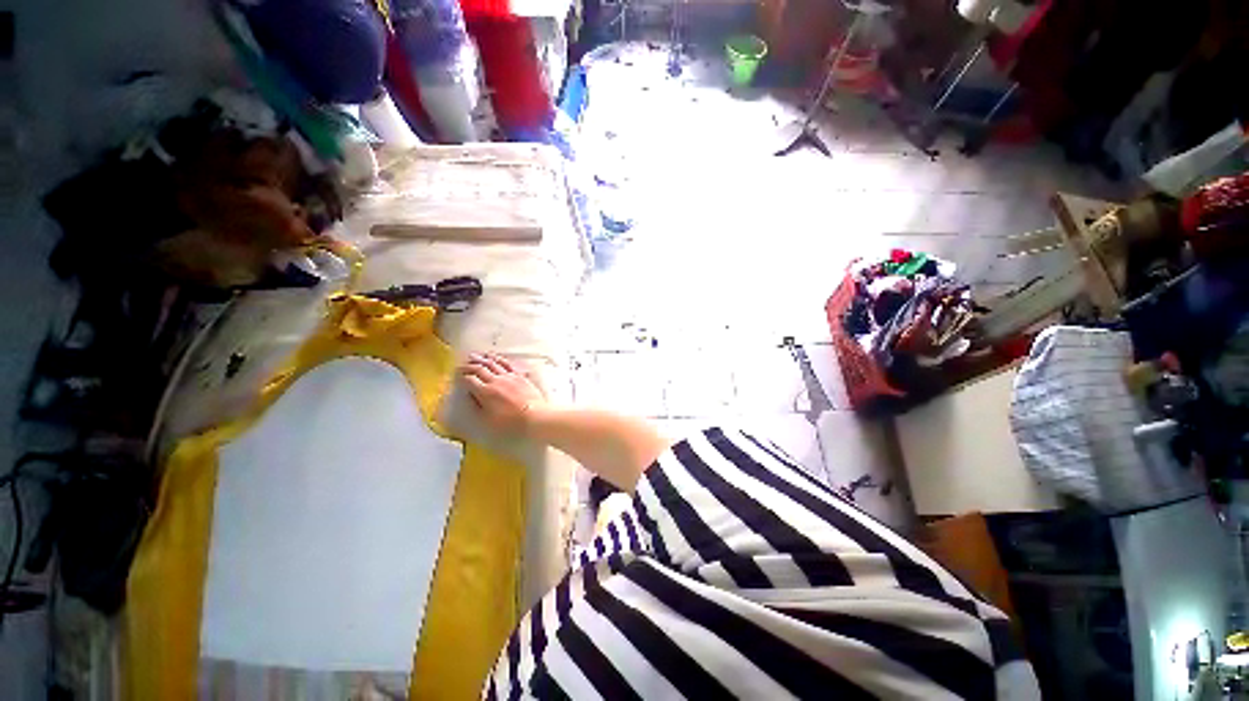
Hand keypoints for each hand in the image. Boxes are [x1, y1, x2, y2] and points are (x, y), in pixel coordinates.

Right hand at [459, 352, 548, 432]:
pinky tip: (495, 357)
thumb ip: (476, 407)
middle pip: (479, 369)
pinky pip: (507, 364)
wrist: (535, 417)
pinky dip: (499, 358)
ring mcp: (509, 377)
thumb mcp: (487, 421)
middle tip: (461, 364)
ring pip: (493, 363)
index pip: (469, 380)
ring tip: (474, 355)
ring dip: (482, 359)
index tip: (455, 375)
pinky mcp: (520, 376)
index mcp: (485, 392)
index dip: (460, 376)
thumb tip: (470, 396)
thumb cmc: (510, 423)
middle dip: (468, 366)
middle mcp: (496, 381)